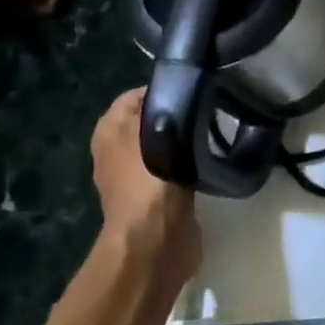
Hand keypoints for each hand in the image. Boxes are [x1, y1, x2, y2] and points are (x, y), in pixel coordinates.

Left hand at [91, 88, 201, 288]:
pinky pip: (178, 168)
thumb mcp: (155, 128)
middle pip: (152, 120)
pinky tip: (211, 157)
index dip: (163, 89)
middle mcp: (118, 152)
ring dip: (187, 140)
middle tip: (208, 108)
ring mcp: (139, 176)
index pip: (134, 96)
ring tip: (215, 129)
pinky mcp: (161, 196)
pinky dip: (192, 163)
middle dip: (177, 114)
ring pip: (167, 144)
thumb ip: (165, 105)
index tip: (194, 88)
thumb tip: (180, 91)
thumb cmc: (149, 176)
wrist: (156, 236)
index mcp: (109, 132)